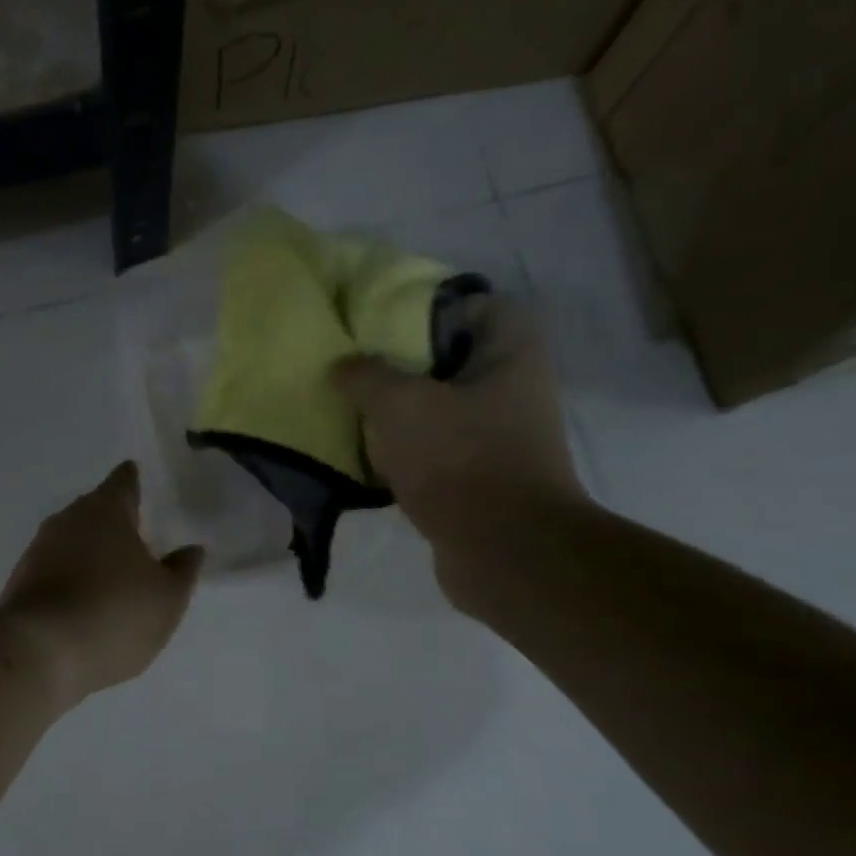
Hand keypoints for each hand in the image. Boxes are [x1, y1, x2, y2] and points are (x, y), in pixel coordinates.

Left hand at [0, 462, 203, 708]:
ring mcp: (38, 550)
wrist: (39, 653)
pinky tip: (82, 599)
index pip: (122, 482)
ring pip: (70, 539)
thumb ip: (182, 570)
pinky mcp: (20, 582)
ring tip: (110, 569)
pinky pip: (53, 569)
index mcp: (106, 511)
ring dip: (88, 549)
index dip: (132, 480)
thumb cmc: (115, 615)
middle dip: (111, 517)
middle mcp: (67, 520)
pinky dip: (69, 576)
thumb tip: (190, 549)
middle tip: (133, 530)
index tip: (136, 476)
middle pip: (93, 508)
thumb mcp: (167, 598)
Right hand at [332, 296, 585, 551]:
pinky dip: (403, 451)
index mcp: (510, 353)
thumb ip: (365, 375)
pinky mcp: (481, 476)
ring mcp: (499, 436)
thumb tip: (342, 365)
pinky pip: (434, 450)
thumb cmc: (459, 460)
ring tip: (351, 412)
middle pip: (448, 359)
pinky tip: (366, 457)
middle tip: (354, 369)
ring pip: (437, 408)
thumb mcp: (399, 404)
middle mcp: (513, 387)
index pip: (472, 305)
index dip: (424, 308)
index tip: (378, 324)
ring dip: (396, 412)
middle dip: (399, 364)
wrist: (503, 551)